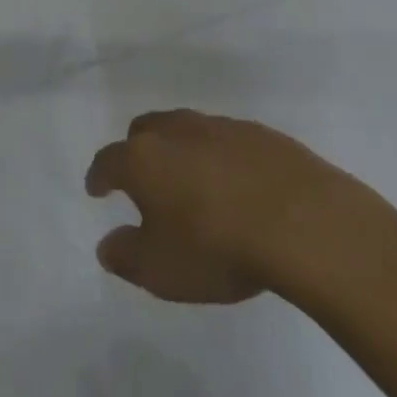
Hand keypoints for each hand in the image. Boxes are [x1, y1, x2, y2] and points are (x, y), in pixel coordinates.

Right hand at [84, 110, 354, 303]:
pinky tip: (231, 182)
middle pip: (145, 130)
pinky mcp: (258, 132)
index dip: (99, 175)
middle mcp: (177, 131)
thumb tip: (107, 244)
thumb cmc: (216, 245)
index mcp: (145, 158)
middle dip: (137, 151)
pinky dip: (217, 155)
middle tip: (142, 179)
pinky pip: (224, 138)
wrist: (299, 219)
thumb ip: (126, 256)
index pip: (109, 160)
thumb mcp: (161, 270)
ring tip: (188, 182)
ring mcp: (220, 126)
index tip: (96, 187)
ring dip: (179, 150)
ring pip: (186, 129)